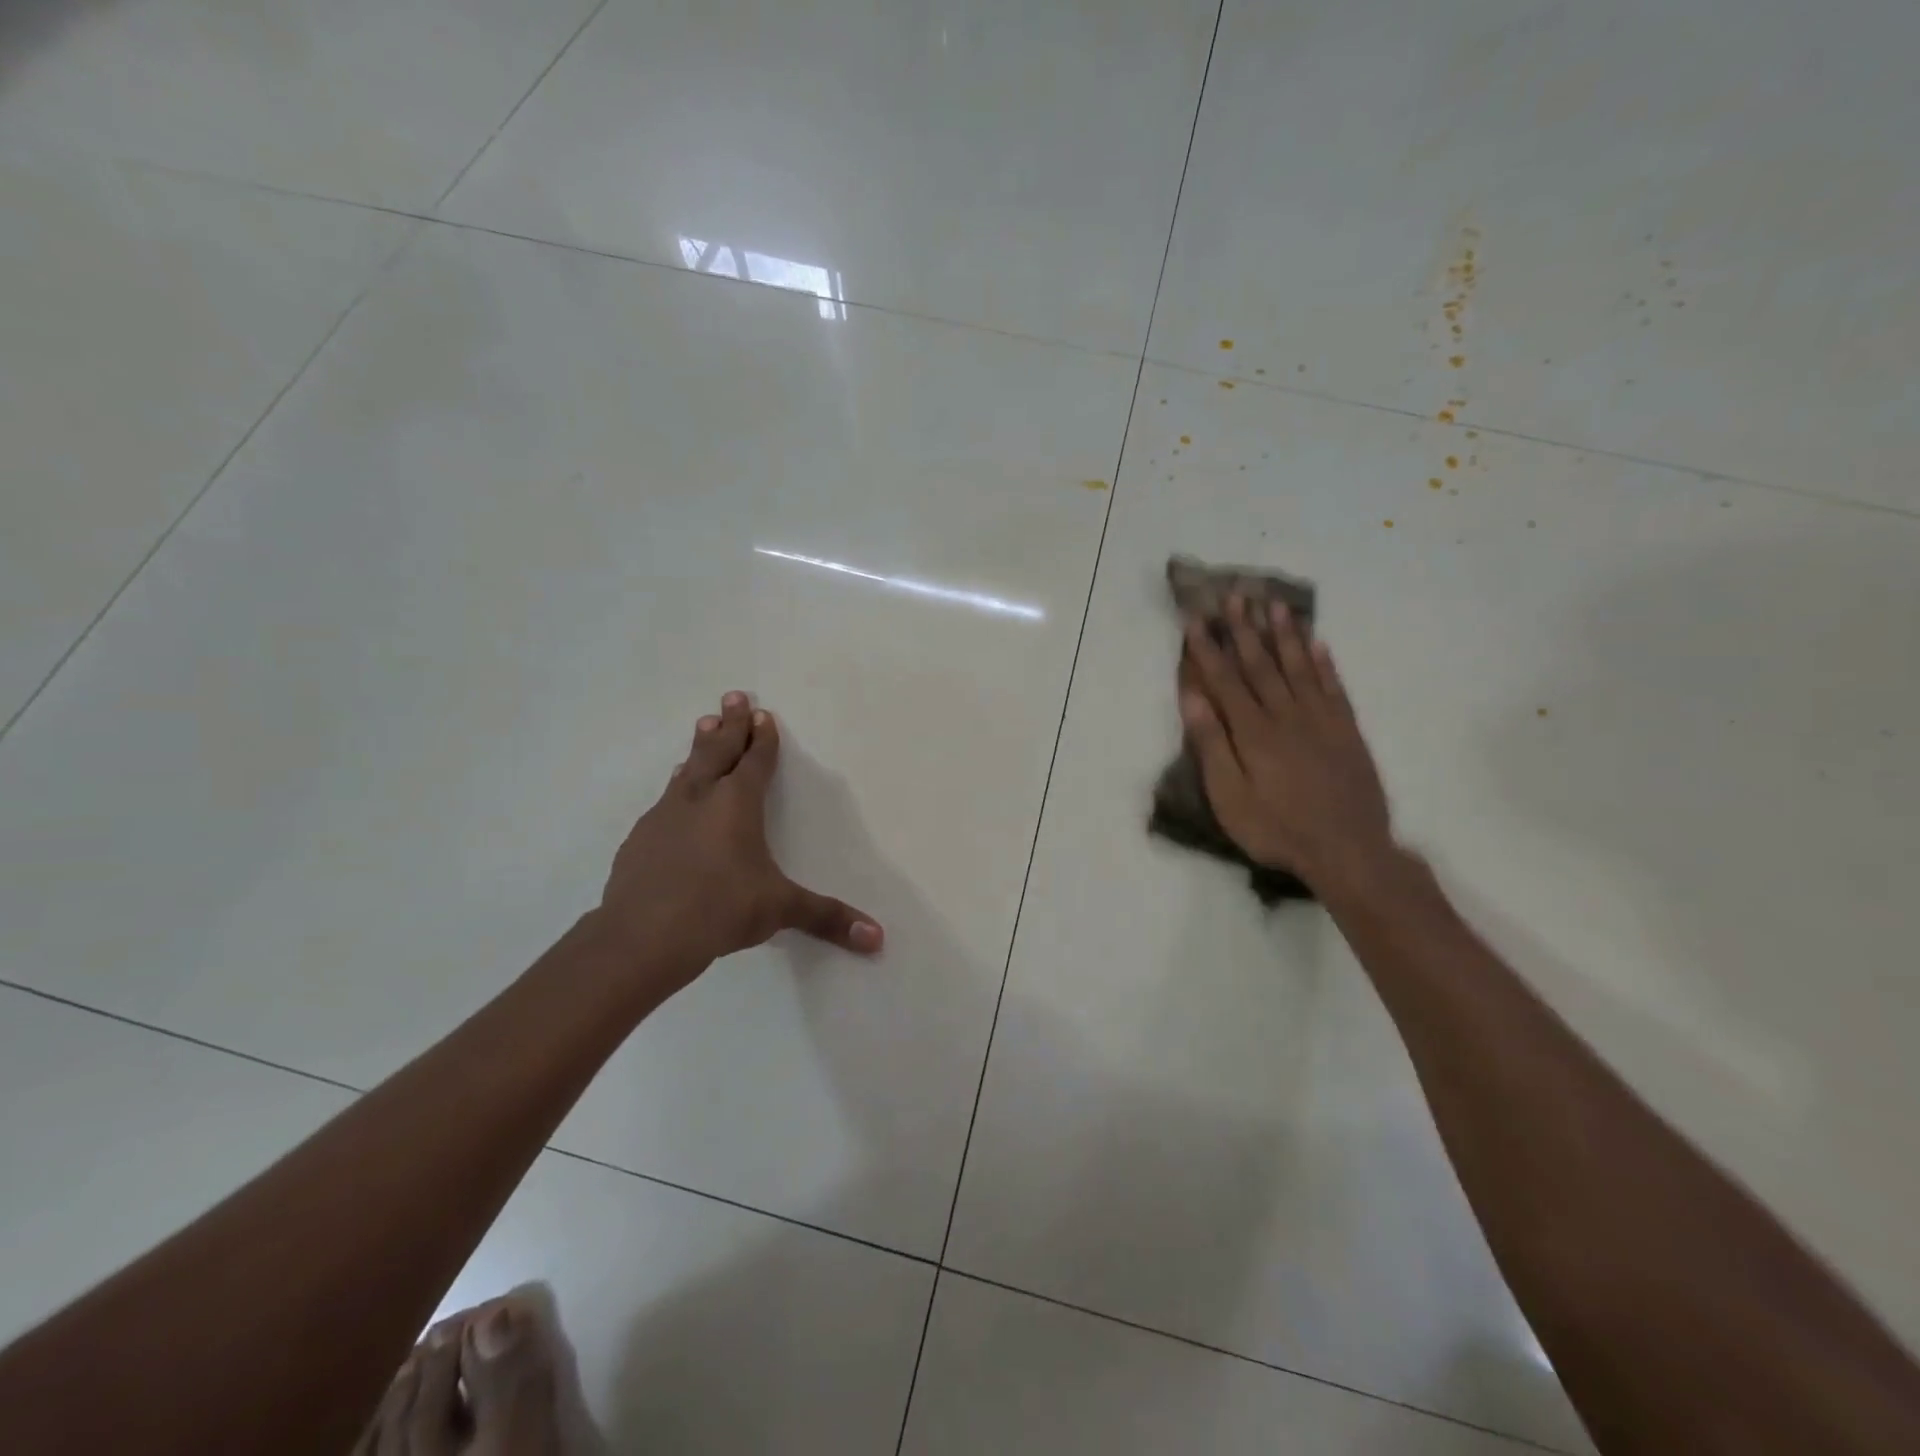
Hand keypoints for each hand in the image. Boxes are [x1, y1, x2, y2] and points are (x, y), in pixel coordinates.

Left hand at [592, 693, 882, 996]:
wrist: (641, 936)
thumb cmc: (720, 910)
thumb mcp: (780, 910)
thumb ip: (828, 918)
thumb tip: (878, 938)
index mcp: (737, 805)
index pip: (755, 761)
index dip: (761, 738)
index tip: (761, 713)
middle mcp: (700, 799)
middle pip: (717, 751)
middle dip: (728, 724)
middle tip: (731, 696)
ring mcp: (664, 816)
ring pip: (687, 771)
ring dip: (698, 748)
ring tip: (702, 726)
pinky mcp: (640, 840)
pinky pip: (664, 802)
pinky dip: (676, 789)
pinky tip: (673, 798)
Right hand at [1178, 596, 1395, 895]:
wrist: (1348, 850)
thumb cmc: (1276, 829)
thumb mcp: (1230, 797)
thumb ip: (1212, 745)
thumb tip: (1193, 698)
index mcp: (1253, 732)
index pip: (1225, 680)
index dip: (1208, 649)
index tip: (1195, 619)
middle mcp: (1286, 715)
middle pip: (1261, 664)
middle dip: (1244, 629)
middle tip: (1235, 595)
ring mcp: (1321, 720)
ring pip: (1299, 667)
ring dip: (1284, 634)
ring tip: (1274, 604)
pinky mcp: (1346, 731)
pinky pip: (1334, 686)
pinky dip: (1324, 662)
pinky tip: (1318, 643)